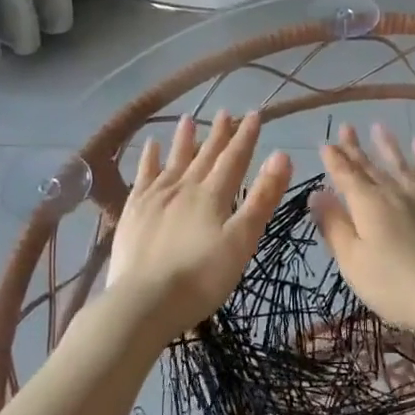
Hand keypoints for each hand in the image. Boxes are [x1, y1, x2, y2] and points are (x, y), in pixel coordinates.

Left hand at [106, 111, 291, 345]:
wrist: (143, 302)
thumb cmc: (201, 278)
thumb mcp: (242, 241)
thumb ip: (262, 198)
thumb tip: (282, 154)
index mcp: (213, 195)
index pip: (234, 158)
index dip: (246, 137)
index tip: (254, 115)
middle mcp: (184, 187)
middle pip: (206, 155)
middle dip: (219, 134)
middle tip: (226, 112)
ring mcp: (155, 197)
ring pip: (174, 160)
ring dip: (184, 140)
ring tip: (190, 119)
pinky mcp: (133, 211)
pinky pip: (143, 176)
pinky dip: (148, 158)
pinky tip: (150, 146)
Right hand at [312, 123, 414, 345]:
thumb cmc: (394, 284)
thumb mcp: (353, 261)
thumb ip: (334, 225)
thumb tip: (316, 193)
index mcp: (366, 204)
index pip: (345, 175)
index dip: (334, 159)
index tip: (325, 143)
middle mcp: (392, 191)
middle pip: (370, 166)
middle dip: (355, 147)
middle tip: (346, 126)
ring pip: (400, 163)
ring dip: (387, 145)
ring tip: (378, 126)